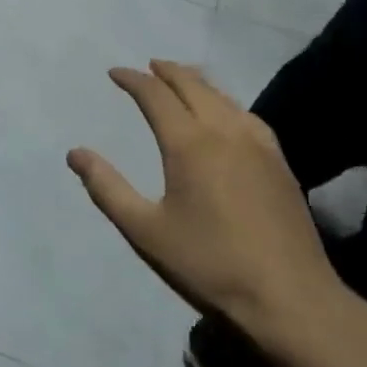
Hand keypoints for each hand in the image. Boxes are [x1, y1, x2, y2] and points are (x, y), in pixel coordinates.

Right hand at [68, 60, 356, 366]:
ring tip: (181, 79)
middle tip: (148, 67)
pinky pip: (246, 114)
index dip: (133, 80)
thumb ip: (108, 189)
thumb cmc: (210, 265)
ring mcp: (257, 143)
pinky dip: (225, 101)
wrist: (291, 299)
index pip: (155, 94)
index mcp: (189, 143)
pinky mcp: (279, 161)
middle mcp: (224, 130)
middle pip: (192, 84)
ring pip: (221, 95)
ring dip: (196, 81)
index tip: (115, 73)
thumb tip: (75, 153)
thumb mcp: (146, 232)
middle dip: (166, 71)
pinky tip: (226, 112)